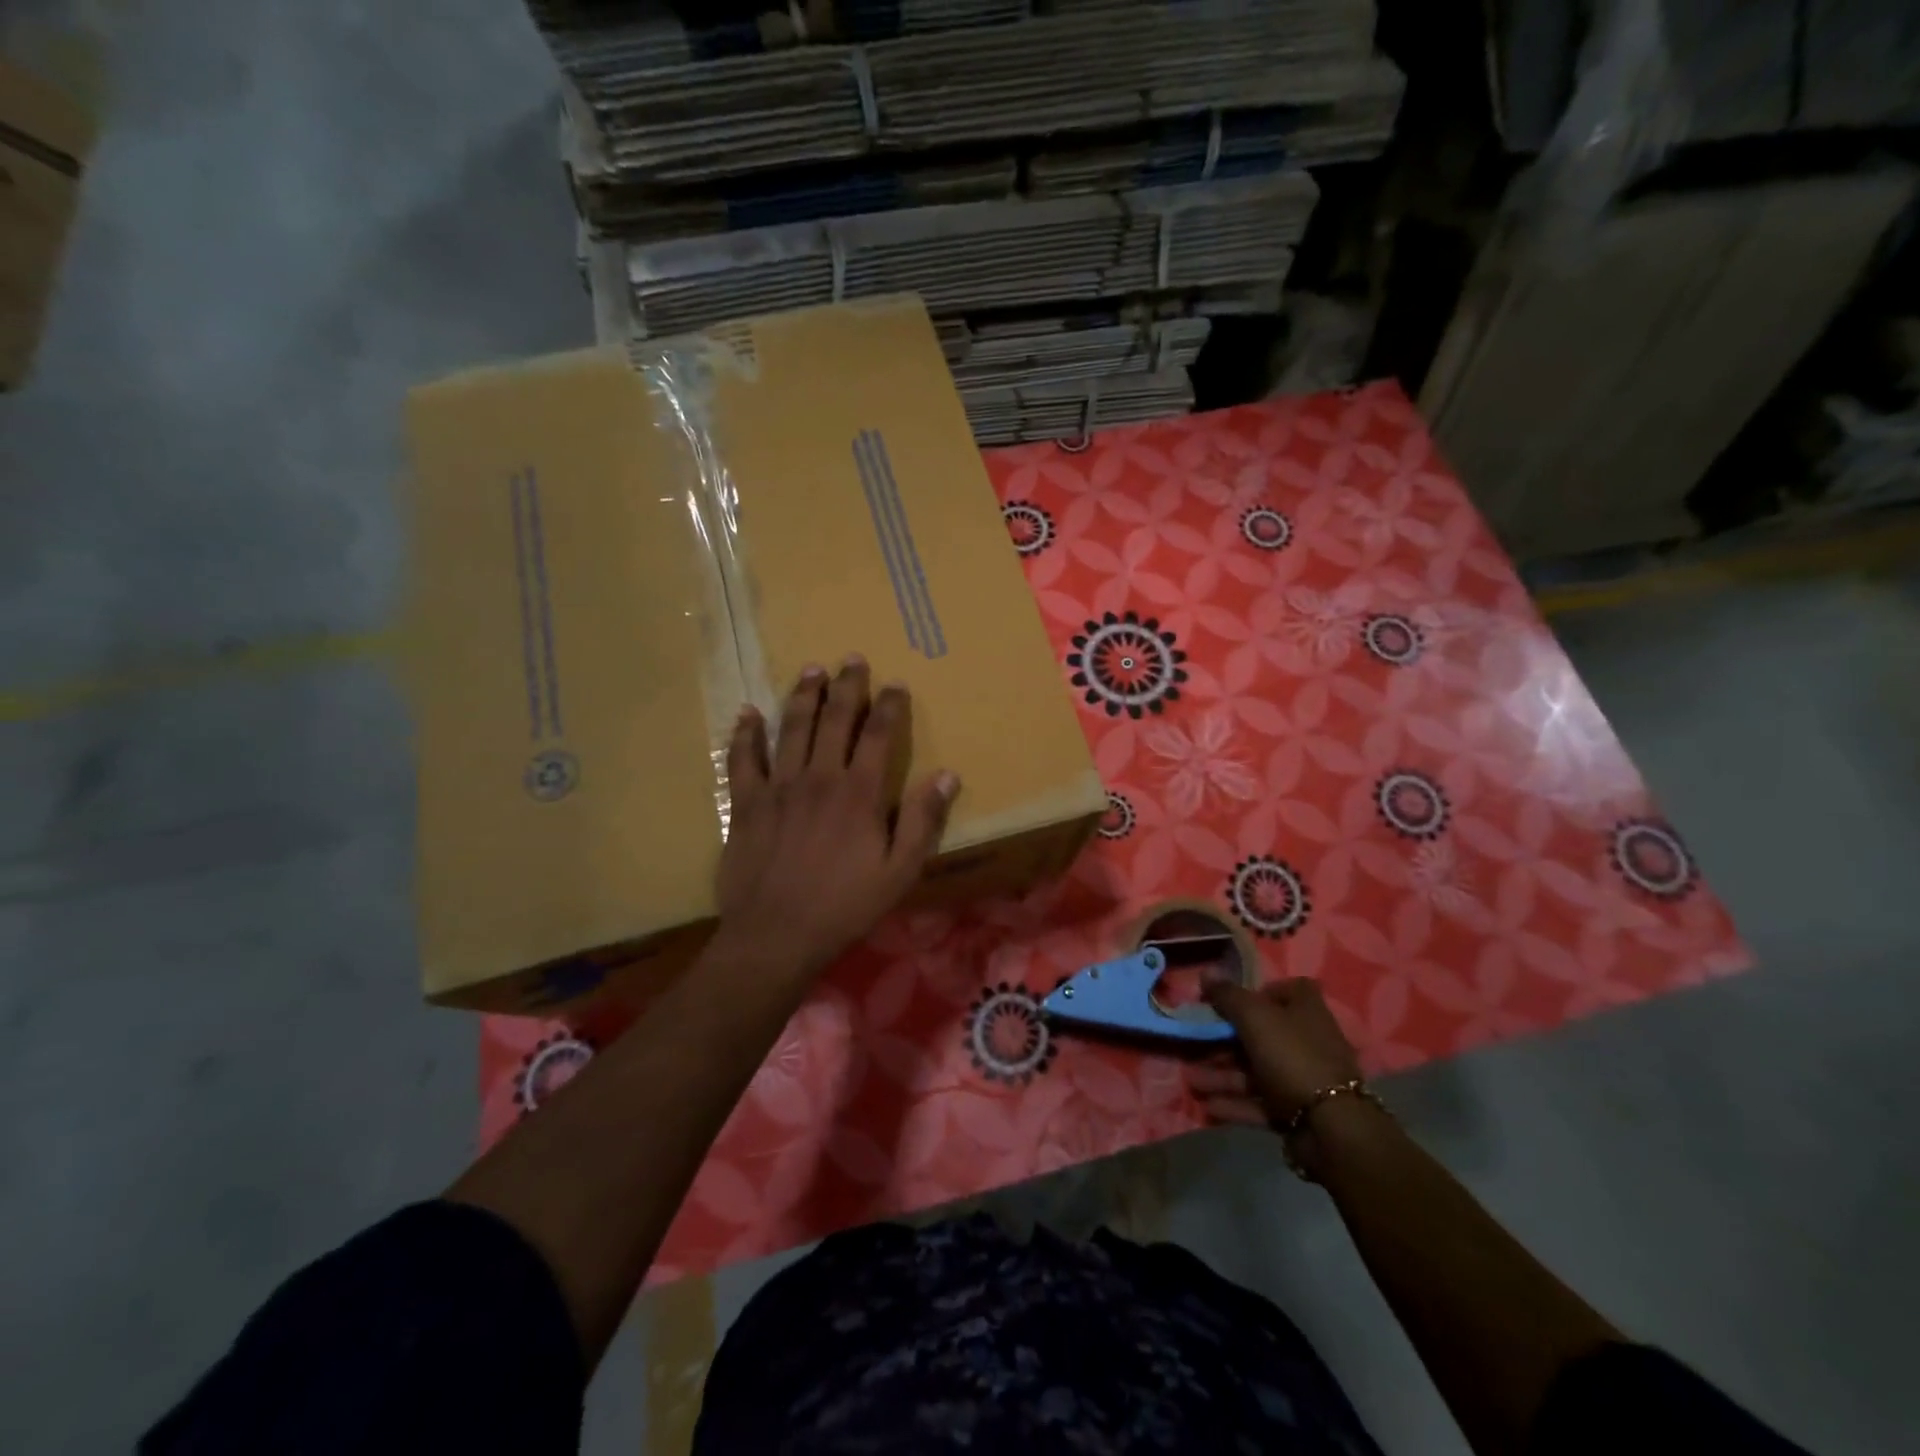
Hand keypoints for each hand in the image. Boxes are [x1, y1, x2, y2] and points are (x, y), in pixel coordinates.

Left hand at [716, 656, 958, 982]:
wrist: (776, 935)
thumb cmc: (845, 906)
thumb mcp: (900, 871)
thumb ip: (922, 820)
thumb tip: (946, 774)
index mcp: (859, 793)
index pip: (879, 735)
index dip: (889, 706)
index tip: (896, 684)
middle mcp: (819, 778)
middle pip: (834, 720)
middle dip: (847, 686)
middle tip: (852, 659)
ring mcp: (778, 787)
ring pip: (791, 728)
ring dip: (803, 696)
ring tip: (811, 669)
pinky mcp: (746, 803)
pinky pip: (743, 759)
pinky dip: (745, 734)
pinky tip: (748, 712)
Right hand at [1186, 978, 1362, 1129]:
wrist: (1331, 1127)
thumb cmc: (1292, 1056)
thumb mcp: (1254, 1017)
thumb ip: (1227, 995)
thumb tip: (1206, 972)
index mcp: (1306, 1011)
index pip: (1288, 990)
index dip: (1259, 992)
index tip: (1230, 1000)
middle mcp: (1307, 1041)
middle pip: (1261, 1034)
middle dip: (1224, 1041)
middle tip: (1195, 1044)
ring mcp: (1302, 1078)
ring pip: (1255, 1070)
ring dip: (1222, 1075)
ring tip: (1192, 1082)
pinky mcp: (1296, 1110)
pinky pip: (1260, 1101)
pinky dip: (1236, 1103)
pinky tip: (1208, 1106)